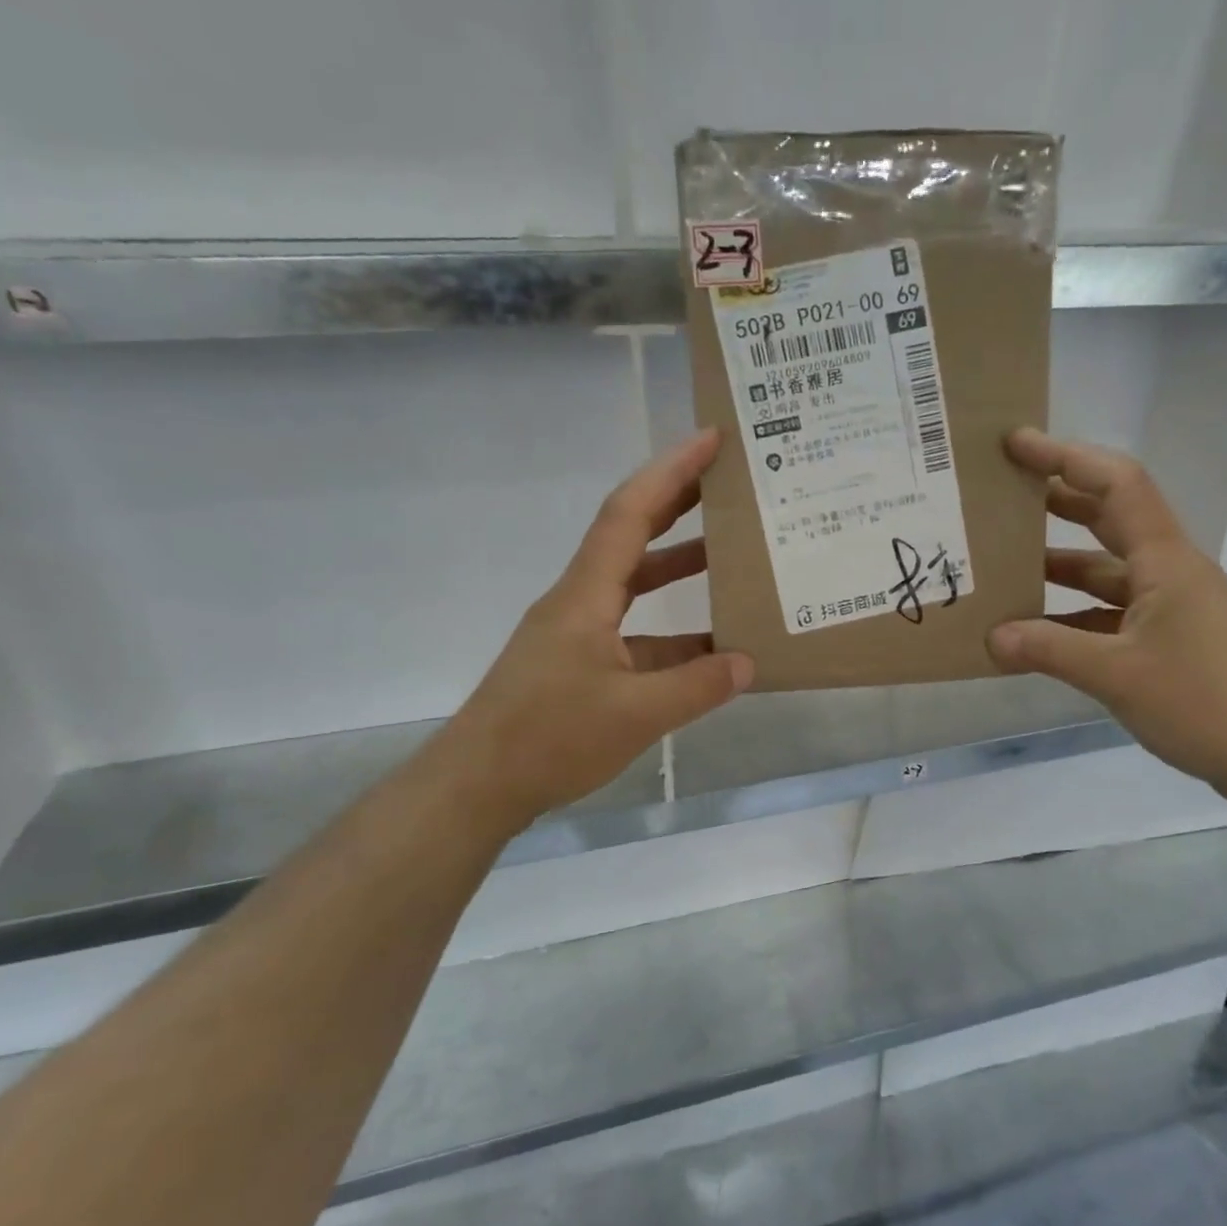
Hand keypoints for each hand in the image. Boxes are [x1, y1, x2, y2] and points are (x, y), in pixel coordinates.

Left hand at [453, 429, 752, 817]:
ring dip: (678, 565)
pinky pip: (636, 632)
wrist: (477, 785)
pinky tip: (710, 647)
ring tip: (730, 554)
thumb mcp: (636, 714)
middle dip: (678, 502)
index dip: (671, 471)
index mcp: (586, 595)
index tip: (710, 440)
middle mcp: (579, 600)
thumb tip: (748, 662)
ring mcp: (578, 633)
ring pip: (635, 585)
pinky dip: (673, 630)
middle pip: (631, 534)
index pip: (630, 513)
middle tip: (726, 482)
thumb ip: (697, 686)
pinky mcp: (579, 664)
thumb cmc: (548, 738)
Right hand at [986, 428, 1226, 797]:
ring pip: (1108, 568)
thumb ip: (1049, 650)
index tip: (1017, 445)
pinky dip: (1076, 611)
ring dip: (1061, 563)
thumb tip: (991, 637)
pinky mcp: (1171, 636)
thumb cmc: (1201, 702)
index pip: (1116, 484)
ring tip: (1006, 564)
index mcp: (1164, 561)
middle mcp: (1170, 570)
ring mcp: (1172, 604)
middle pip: (1111, 516)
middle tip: (1004, 494)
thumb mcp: (1115, 675)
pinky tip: (1040, 627)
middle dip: (1058, 499)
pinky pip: (1113, 609)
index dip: (1066, 457)